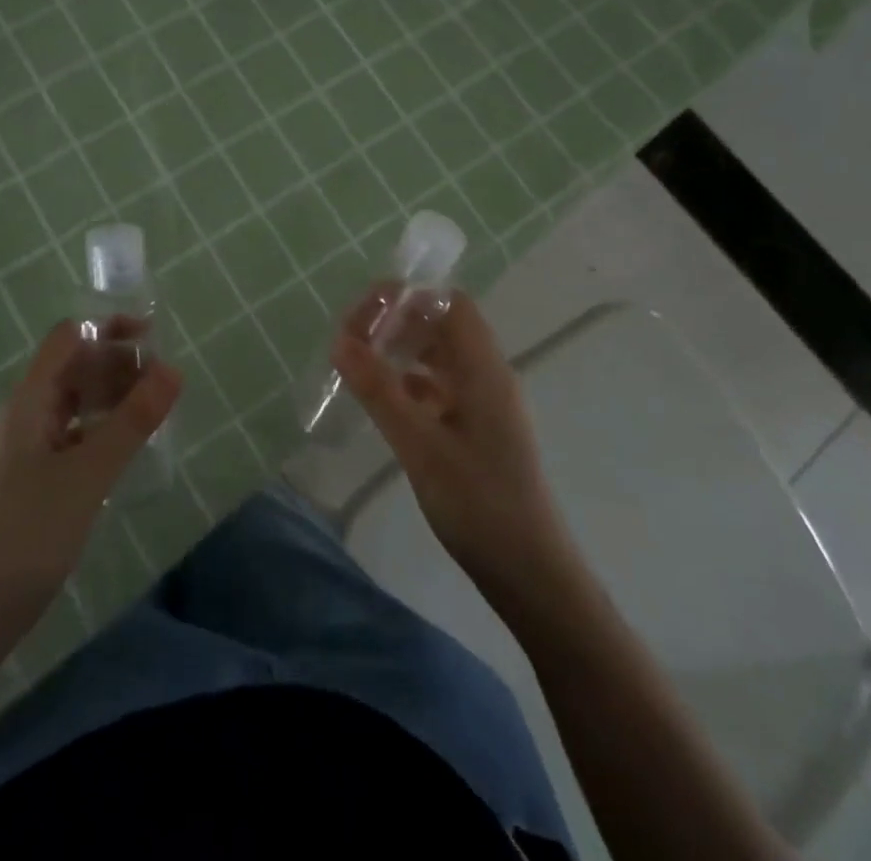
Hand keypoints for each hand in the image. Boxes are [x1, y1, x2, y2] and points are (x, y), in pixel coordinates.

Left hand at [0, 320, 180, 621]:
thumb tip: (172, 370)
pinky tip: (125, 448)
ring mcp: (25, 450)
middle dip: (116, 363)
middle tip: (163, 381)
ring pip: (73, 403)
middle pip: (72, 368)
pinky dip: (100, 429)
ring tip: (153, 409)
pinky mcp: (31, 481)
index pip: (68, 339)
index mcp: (29, 402)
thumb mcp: (88, 474)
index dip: (108, 329)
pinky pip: (71, 436)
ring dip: (111, 397)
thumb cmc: (27, 535)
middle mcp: (24, 416)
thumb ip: (132, 421)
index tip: (152, 339)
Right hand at [332, 288, 566, 601]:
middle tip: (353, 341)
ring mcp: (485, 403)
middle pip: (442, 325)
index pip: (449, 303)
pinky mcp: (479, 429)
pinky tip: (384, 401)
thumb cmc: (478, 503)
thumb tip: (340, 342)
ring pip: (440, 357)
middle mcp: (488, 376)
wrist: (530, 572)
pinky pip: (441, 387)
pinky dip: (411, 383)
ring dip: (402, 352)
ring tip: (361, 365)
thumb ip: (379, 390)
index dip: (408, 297)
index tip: (365, 315)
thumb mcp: (419, 445)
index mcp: (484, 369)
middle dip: (398, 323)